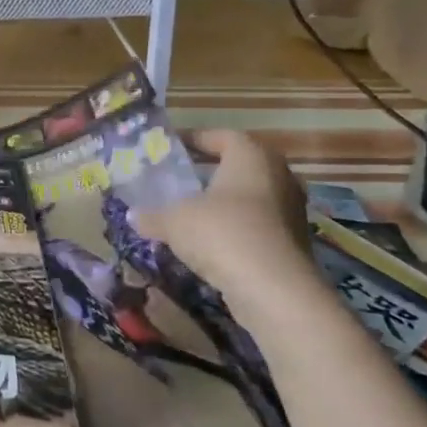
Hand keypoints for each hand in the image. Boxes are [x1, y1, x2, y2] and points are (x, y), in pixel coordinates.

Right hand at [133, 130, 316, 312]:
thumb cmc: (222, 233)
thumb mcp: (173, 221)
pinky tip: (208, 243)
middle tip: (179, 180)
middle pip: (240, 166)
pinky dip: (233, 228)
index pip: (223, 136)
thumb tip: (133, 215)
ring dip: (222, 203)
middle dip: (209, 172)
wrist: (274, 290)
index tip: (171, 148)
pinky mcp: (292, 243)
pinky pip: (257, 225)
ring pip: (250, 197)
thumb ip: (151, 215)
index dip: (195, 139)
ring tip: (189, 213)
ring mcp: (290, 211)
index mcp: (251, 157)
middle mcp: (278, 177)